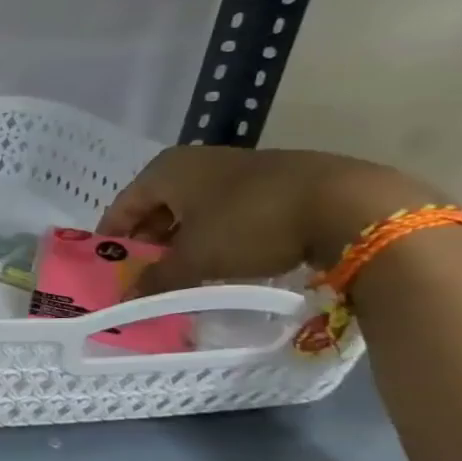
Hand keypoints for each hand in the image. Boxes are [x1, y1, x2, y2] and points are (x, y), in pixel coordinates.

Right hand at [99, 147, 441, 295]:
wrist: (352, 205)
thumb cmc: (250, 224)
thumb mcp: (196, 259)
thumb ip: (157, 279)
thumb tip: (125, 299)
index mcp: (166, 170)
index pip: (123, 206)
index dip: (113, 238)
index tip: (109, 267)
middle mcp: (197, 161)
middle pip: (158, 206)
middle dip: (150, 241)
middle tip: (147, 273)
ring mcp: (240, 168)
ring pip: (196, 209)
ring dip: (186, 239)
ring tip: (187, 271)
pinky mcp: (277, 181)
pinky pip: (230, 211)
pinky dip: (220, 234)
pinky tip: (229, 259)